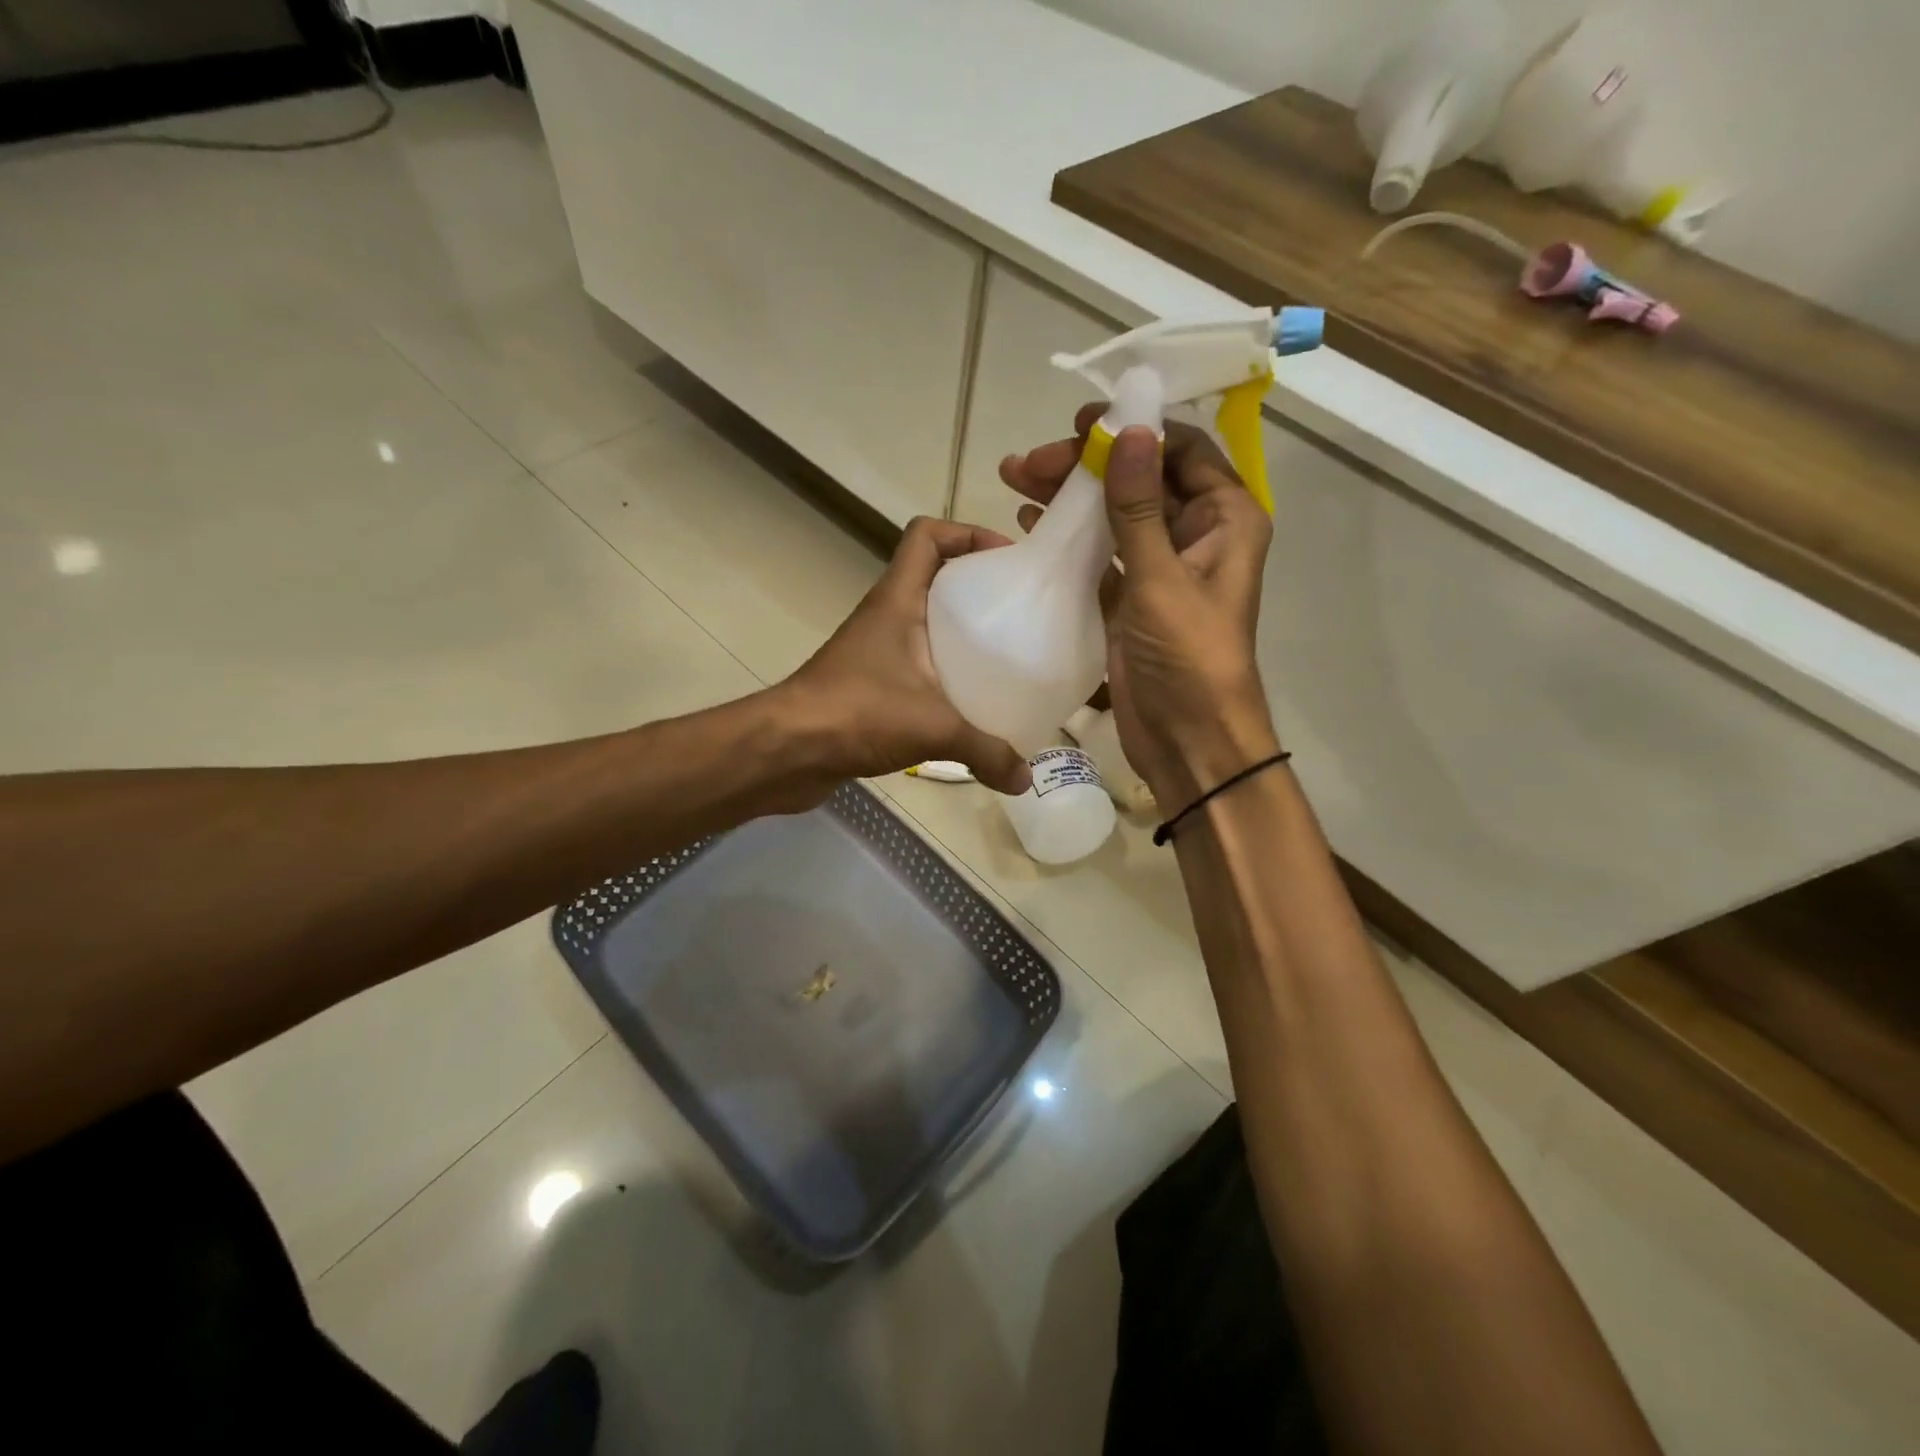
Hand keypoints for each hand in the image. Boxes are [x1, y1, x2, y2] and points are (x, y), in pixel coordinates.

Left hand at [777, 516, 1032, 797]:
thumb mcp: (934, 728)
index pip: (926, 536)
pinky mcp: (870, 685)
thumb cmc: (856, 713)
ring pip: (924, 624)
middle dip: (976, 586)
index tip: (1006, 559)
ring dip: (960, 633)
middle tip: (1018, 612)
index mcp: (897, 600)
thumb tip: (1025, 779)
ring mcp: (874, 651)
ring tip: (1004, 657)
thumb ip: (986, 752)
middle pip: (934, 578)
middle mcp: (885, 616)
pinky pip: (915, 666)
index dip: (966, 533)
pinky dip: (942, 675)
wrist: (787, 751)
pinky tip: (969, 703)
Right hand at [999, 407, 1277, 804]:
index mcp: (1225, 519)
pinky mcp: (1129, 598)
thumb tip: (1128, 432)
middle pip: (1139, 478)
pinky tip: (1029, 522)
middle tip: (1029, 461)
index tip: (1080, 422)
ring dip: (1070, 497)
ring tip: (1015, 480)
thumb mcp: (1162, 579)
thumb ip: (1140, 508)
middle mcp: (1195, 535)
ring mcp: (1159, 567)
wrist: (1188, 741)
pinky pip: (1098, 554)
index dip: (1134, 428)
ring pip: (1113, 514)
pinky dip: (1067, 537)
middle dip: (1086, 465)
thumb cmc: (1188, 659)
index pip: (1181, 450)